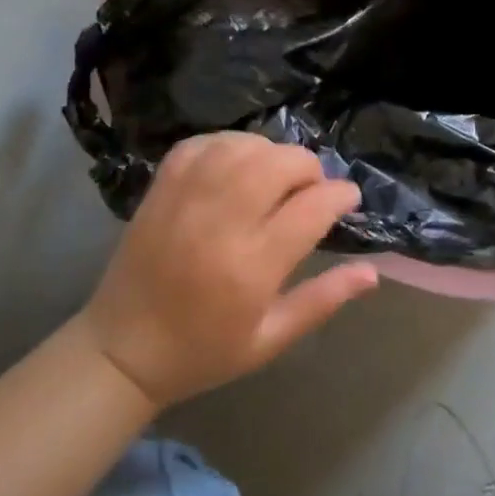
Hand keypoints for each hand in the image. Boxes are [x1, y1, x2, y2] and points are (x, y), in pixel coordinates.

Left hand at [76, 133, 378, 407]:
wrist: (121, 350)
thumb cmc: (203, 351)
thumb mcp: (271, 340)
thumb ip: (323, 300)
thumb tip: (373, 272)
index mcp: (252, 266)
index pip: (312, 208)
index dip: (340, 196)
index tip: (348, 199)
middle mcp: (221, 223)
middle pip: (280, 164)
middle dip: (309, 169)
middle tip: (310, 191)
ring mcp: (187, 199)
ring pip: (245, 147)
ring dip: (272, 154)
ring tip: (275, 178)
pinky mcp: (161, 188)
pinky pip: (203, 144)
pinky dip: (230, 145)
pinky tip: (238, 165)